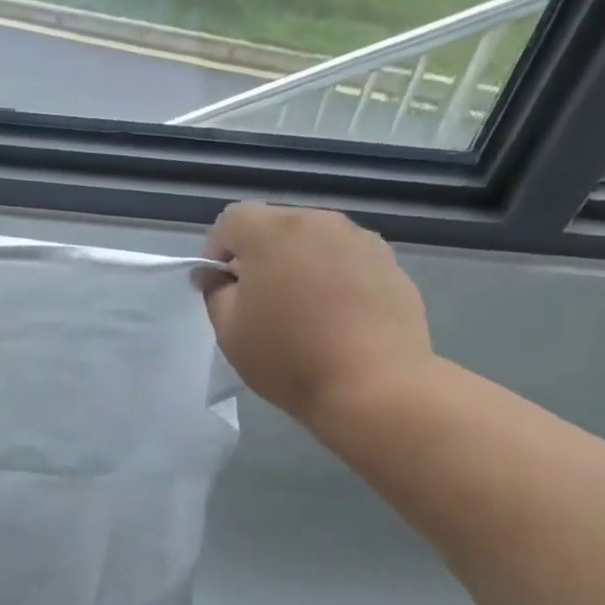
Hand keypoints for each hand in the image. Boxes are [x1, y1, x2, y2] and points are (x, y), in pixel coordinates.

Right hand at [202, 203, 433, 439]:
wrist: (373, 384)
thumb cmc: (288, 358)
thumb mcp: (229, 331)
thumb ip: (215, 292)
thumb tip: (217, 274)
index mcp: (272, 233)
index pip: (231, 220)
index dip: (216, 251)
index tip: (217, 287)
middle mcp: (319, 222)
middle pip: (274, 225)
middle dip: (257, 255)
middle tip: (256, 302)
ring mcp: (360, 240)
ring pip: (312, 241)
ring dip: (296, 265)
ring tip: (298, 311)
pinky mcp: (389, 263)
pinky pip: (345, 260)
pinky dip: (331, 278)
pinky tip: (334, 318)